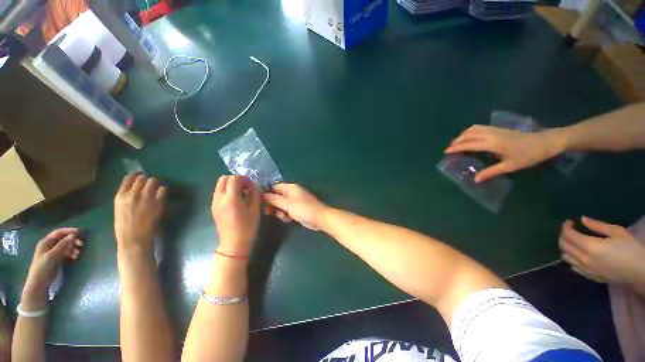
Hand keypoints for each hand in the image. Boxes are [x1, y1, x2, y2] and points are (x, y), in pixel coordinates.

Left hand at [22, 228, 82, 306]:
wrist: (39, 283)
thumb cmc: (43, 267)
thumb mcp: (52, 255)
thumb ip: (62, 245)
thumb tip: (74, 235)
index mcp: (46, 242)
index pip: (59, 232)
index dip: (69, 231)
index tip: (80, 232)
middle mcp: (49, 245)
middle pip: (63, 239)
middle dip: (73, 241)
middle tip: (81, 245)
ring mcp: (52, 253)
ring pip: (65, 246)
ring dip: (73, 248)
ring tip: (78, 254)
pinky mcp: (56, 259)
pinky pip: (65, 253)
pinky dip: (71, 254)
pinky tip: (74, 258)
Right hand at [114, 173, 166, 251]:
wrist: (134, 238)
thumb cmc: (125, 227)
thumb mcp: (120, 209)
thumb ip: (127, 197)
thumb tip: (135, 189)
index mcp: (120, 196)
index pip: (129, 178)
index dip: (136, 175)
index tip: (140, 175)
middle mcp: (133, 194)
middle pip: (143, 178)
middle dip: (147, 180)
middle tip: (150, 184)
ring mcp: (146, 197)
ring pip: (153, 181)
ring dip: (156, 183)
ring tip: (156, 188)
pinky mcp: (158, 202)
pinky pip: (163, 190)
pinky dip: (163, 190)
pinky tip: (161, 194)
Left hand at [212, 175, 260, 255]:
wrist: (234, 243)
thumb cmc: (248, 226)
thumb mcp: (255, 208)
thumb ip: (254, 193)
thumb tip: (252, 184)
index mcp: (231, 198)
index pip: (234, 178)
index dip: (244, 179)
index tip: (251, 186)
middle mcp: (219, 198)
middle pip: (223, 178)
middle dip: (235, 179)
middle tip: (245, 187)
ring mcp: (214, 202)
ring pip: (220, 185)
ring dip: (231, 185)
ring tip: (241, 194)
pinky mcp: (213, 207)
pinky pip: (219, 192)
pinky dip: (227, 191)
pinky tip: (236, 200)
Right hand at [263, 183, 326, 230]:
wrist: (319, 218)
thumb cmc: (303, 209)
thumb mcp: (287, 203)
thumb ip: (274, 199)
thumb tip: (261, 194)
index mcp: (290, 188)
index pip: (274, 187)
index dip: (267, 194)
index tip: (260, 203)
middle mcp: (291, 193)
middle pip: (276, 197)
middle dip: (273, 205)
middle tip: (269, 212)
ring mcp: (294, 202)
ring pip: (280, 205)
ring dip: (279, 212)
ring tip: (284, 216)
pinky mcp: (296, 210)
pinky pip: (286, 211)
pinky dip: (286, 215)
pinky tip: (288, 219)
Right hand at [444, 125, 564, 181]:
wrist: (546, 142)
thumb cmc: (528, 155)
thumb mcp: (510, 166)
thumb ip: (491, 172)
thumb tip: (476, 179)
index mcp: (492, 144)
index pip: (469, 144)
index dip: (456, 148)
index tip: (446, 152)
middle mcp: (491, 134)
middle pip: (469, 134)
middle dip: (457, 140)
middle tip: (450, 148)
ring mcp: (495, 130)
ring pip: (474, 129)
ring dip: (463, 134)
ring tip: (458, 141)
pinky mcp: (499, 129)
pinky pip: (480, 127)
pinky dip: (471, 131)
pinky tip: (471, 136)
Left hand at [559, 217, 644, 287]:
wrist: (641, 271)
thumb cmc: (631, 248)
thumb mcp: (617, 232)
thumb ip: (597, 226)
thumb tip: (582, 219)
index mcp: (590, 247)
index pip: (569, 235)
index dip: (566, 227)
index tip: (570, 222)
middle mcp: (585, 259)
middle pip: (564, 246)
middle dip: (563, 236)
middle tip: (570, 230)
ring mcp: (587, 270)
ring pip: (566, 257)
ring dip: (566, 247)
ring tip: (574, 241)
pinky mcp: (591, 277)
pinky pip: (574, 267)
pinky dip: (571, 259)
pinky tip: (578, 254)